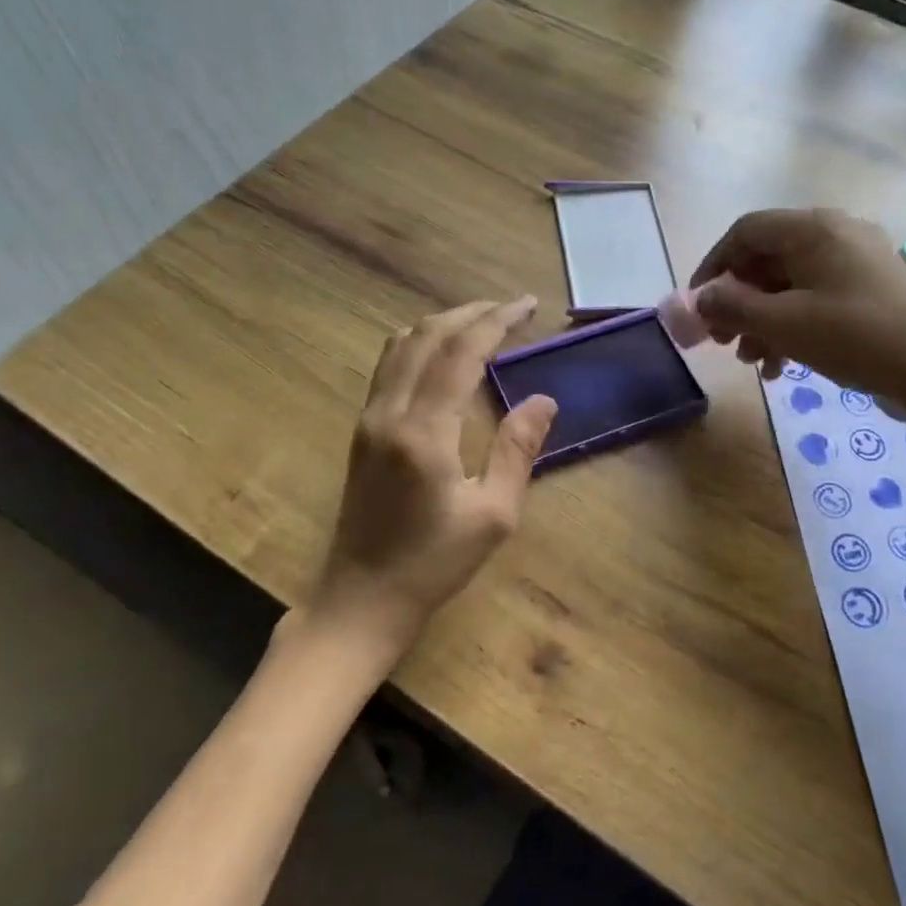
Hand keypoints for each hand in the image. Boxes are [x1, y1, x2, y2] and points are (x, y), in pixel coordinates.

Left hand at [308, 297, 556, 660]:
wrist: (363, 598)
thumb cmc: (434, 564)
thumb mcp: (494, 515)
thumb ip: (518, 450)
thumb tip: (544, 400)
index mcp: (424, 433)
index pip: (460, 353)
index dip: (496, 322)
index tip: (528, 306)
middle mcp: (388, 413)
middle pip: (425, 336)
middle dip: (470, 313)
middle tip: (511, 308)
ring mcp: (368, 420)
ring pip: (400, 346)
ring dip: (442, 325)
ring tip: (482, 323)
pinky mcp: (362, 431)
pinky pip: (389, 367)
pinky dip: (420, 345)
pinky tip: (444, 356)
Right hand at [692, 209, 905, 398]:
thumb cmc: (854, 337)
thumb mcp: (783, 323)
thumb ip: (732, 306)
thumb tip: (700, 299)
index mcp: (814, 229)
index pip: (745, 231)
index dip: (714, 266)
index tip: (698, 305)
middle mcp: (835, 235)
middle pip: (767, 260)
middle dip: (738, 302)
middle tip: (721, 340)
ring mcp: (856, 263)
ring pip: (790, 285)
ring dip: (762, 321)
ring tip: (751, 361)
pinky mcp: (870, 291)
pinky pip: (816, 300)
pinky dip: (792, 328)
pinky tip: (782, 367)